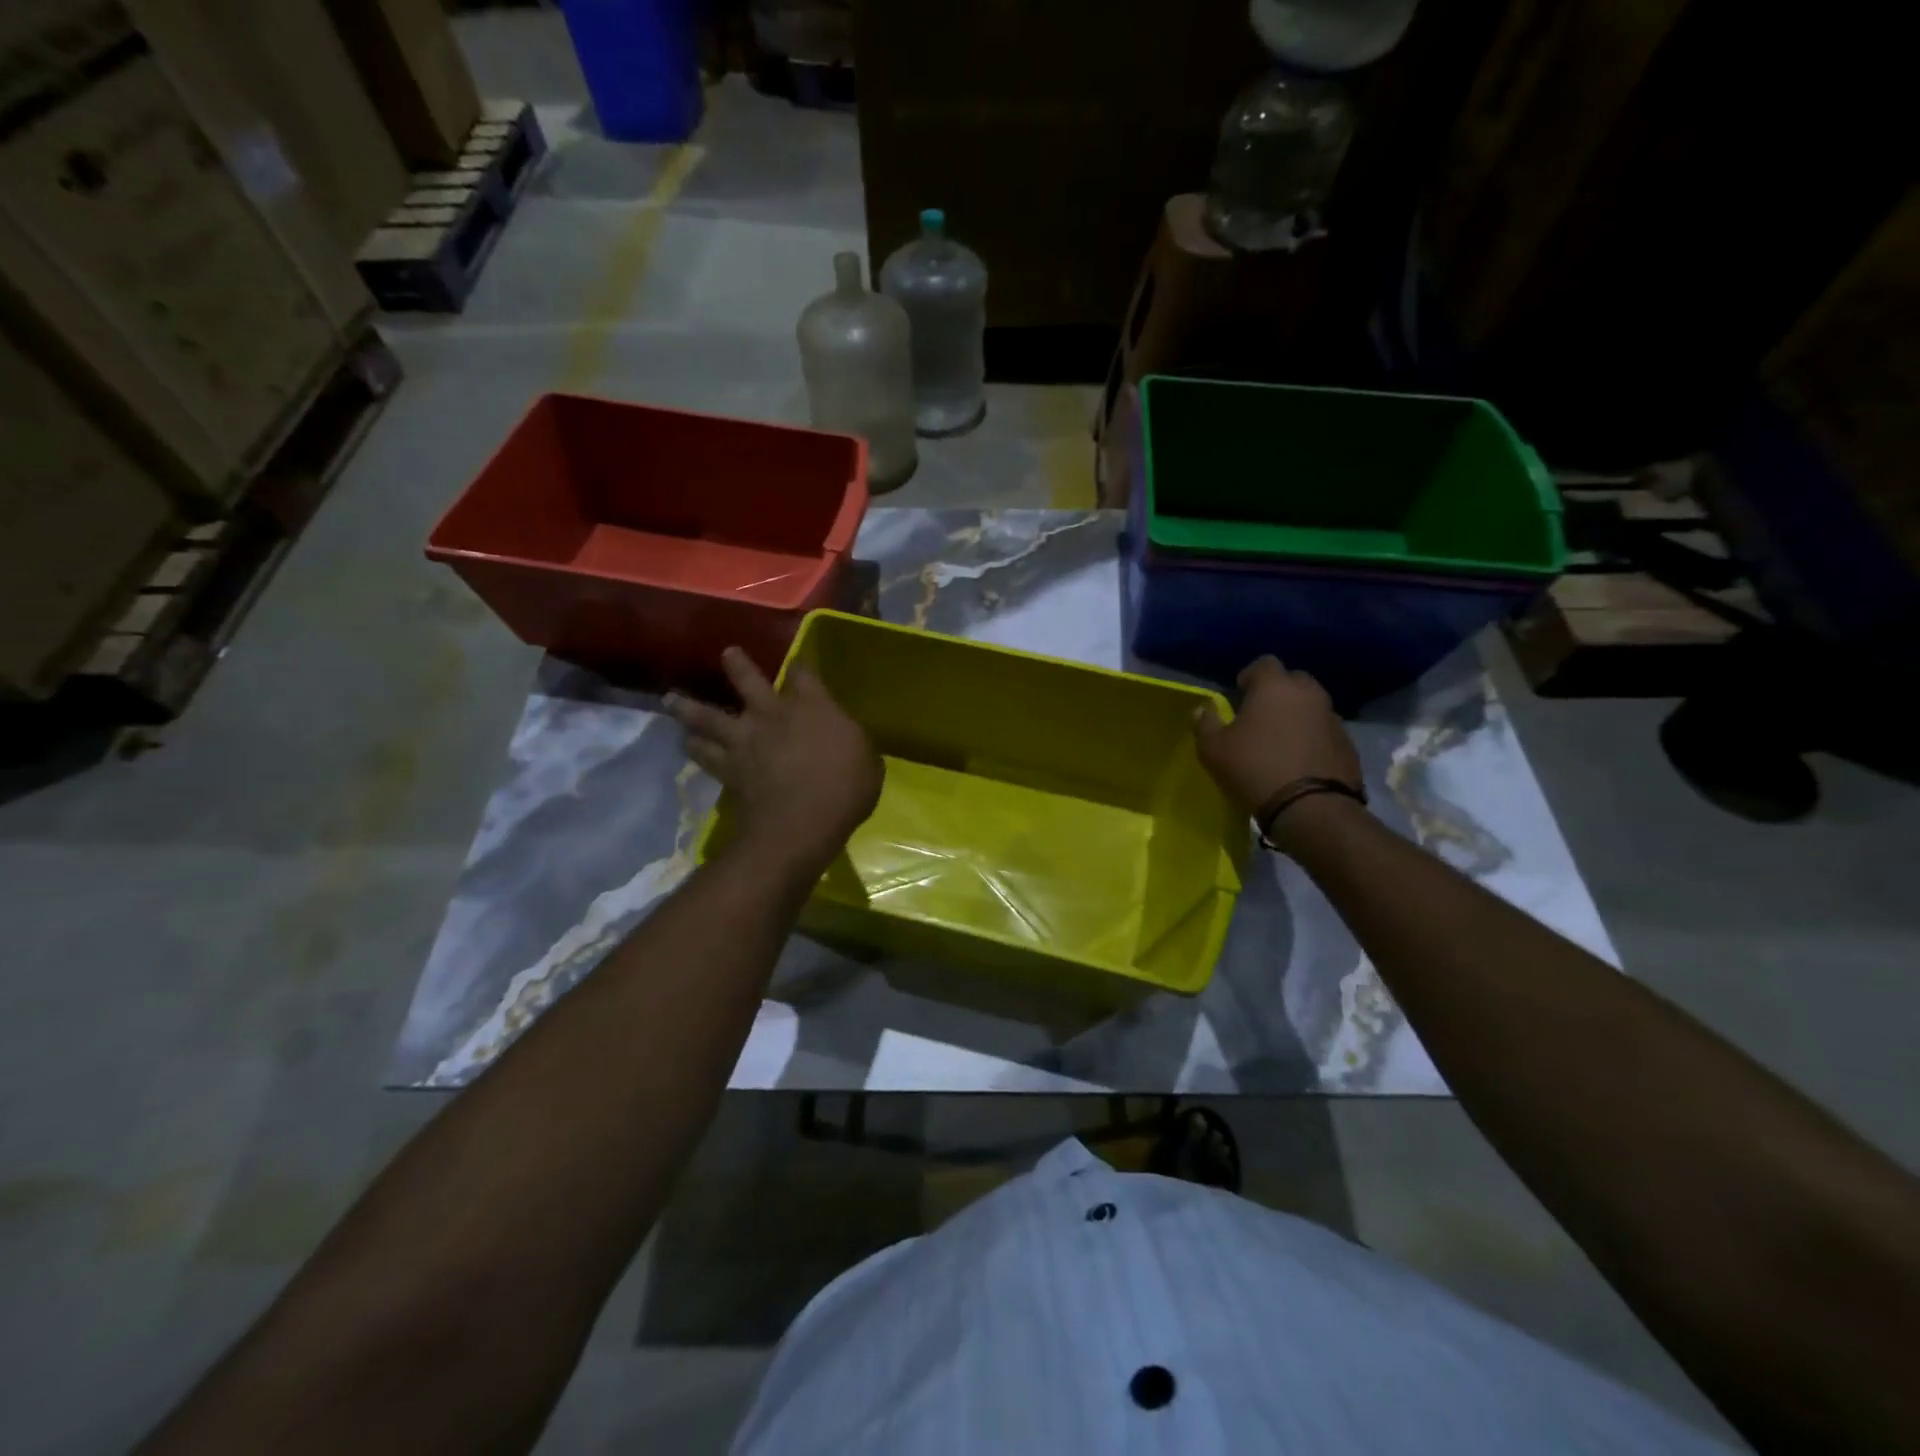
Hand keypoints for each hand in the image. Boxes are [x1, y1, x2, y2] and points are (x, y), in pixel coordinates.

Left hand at [665, 647, 882, 877]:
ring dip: (689, 707)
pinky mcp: (729, 769)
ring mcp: (746, 741)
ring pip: (709, 717)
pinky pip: (704, 754)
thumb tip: (846, 741)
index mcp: (813, 707)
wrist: (801, 823)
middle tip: (727, 654)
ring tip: (673, 700)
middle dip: (737, 665)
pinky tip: (684, 742)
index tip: (799, 664)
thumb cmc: (846, 789)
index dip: (801, 666)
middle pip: (748, 681)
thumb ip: (853, 744)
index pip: (804, 674)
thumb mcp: (868, 762)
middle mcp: (773, 715)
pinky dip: (694, 747)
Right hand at [1192, 656, 1361, 817]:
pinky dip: (1312, 737)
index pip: (1264, 663)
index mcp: (1274, 687)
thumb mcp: (1213, 749)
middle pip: (1293, 681)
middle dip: (1277, 693)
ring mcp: (1332, 718)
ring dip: (1296, 715)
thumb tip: (1203, 709)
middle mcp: (1308, 694)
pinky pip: (1324, 730)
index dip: (1250, 676)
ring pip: (1311, 706)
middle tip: (1260, 716)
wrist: (1310, 807)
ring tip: (1280, 740)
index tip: (1239, 696)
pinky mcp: (1347, 743)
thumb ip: (1205, 723)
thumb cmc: (1253, 768)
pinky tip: (1299, 760)